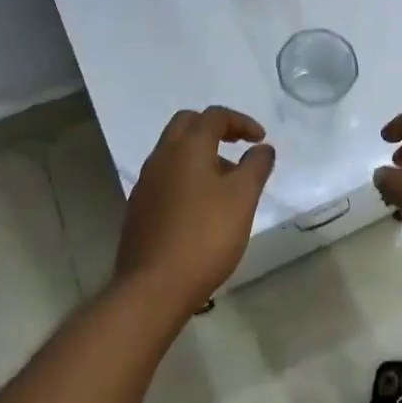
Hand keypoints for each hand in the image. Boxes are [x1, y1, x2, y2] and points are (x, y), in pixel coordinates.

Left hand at [116, 106, 276, 314]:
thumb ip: (256, 167)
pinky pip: (166, 177)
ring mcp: (146, 183)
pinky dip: (187, 177)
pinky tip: (202, 206)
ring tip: (226, 182)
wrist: (154, 286)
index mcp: (186, 147)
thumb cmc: (205, 236)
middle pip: (187, 125)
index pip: (214, 116)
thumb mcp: (243, 198)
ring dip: (201, 154)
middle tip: (239, 147)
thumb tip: (263, 148)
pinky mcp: (139, 208)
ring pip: (174, 152)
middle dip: (215, 130)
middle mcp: (161, 157)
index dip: (241, 122)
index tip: (261, 139)